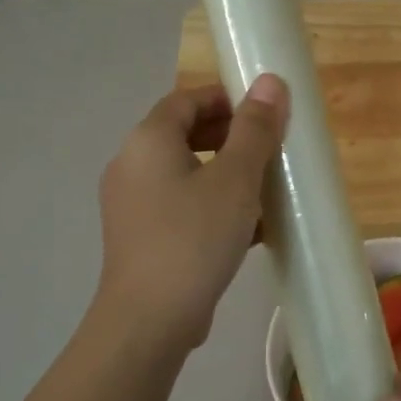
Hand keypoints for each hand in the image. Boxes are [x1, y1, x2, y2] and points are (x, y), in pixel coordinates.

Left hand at [95, 76, 287, 350]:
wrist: (151, 318)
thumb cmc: (195, 238)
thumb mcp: (236, 180)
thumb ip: (255, 129)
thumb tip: (269, 81)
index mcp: (148, 141)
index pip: (185, 100)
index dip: (225, 99)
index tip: (263, 113)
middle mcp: (131, 166)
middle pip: (182, 135)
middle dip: (228, 138)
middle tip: (269, 151)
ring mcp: (131, 205)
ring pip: (184, 174)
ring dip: (223, 174)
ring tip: (264, 191)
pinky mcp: (140, 238)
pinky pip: (180, 207)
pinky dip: (210, 205)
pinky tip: (247, 229)